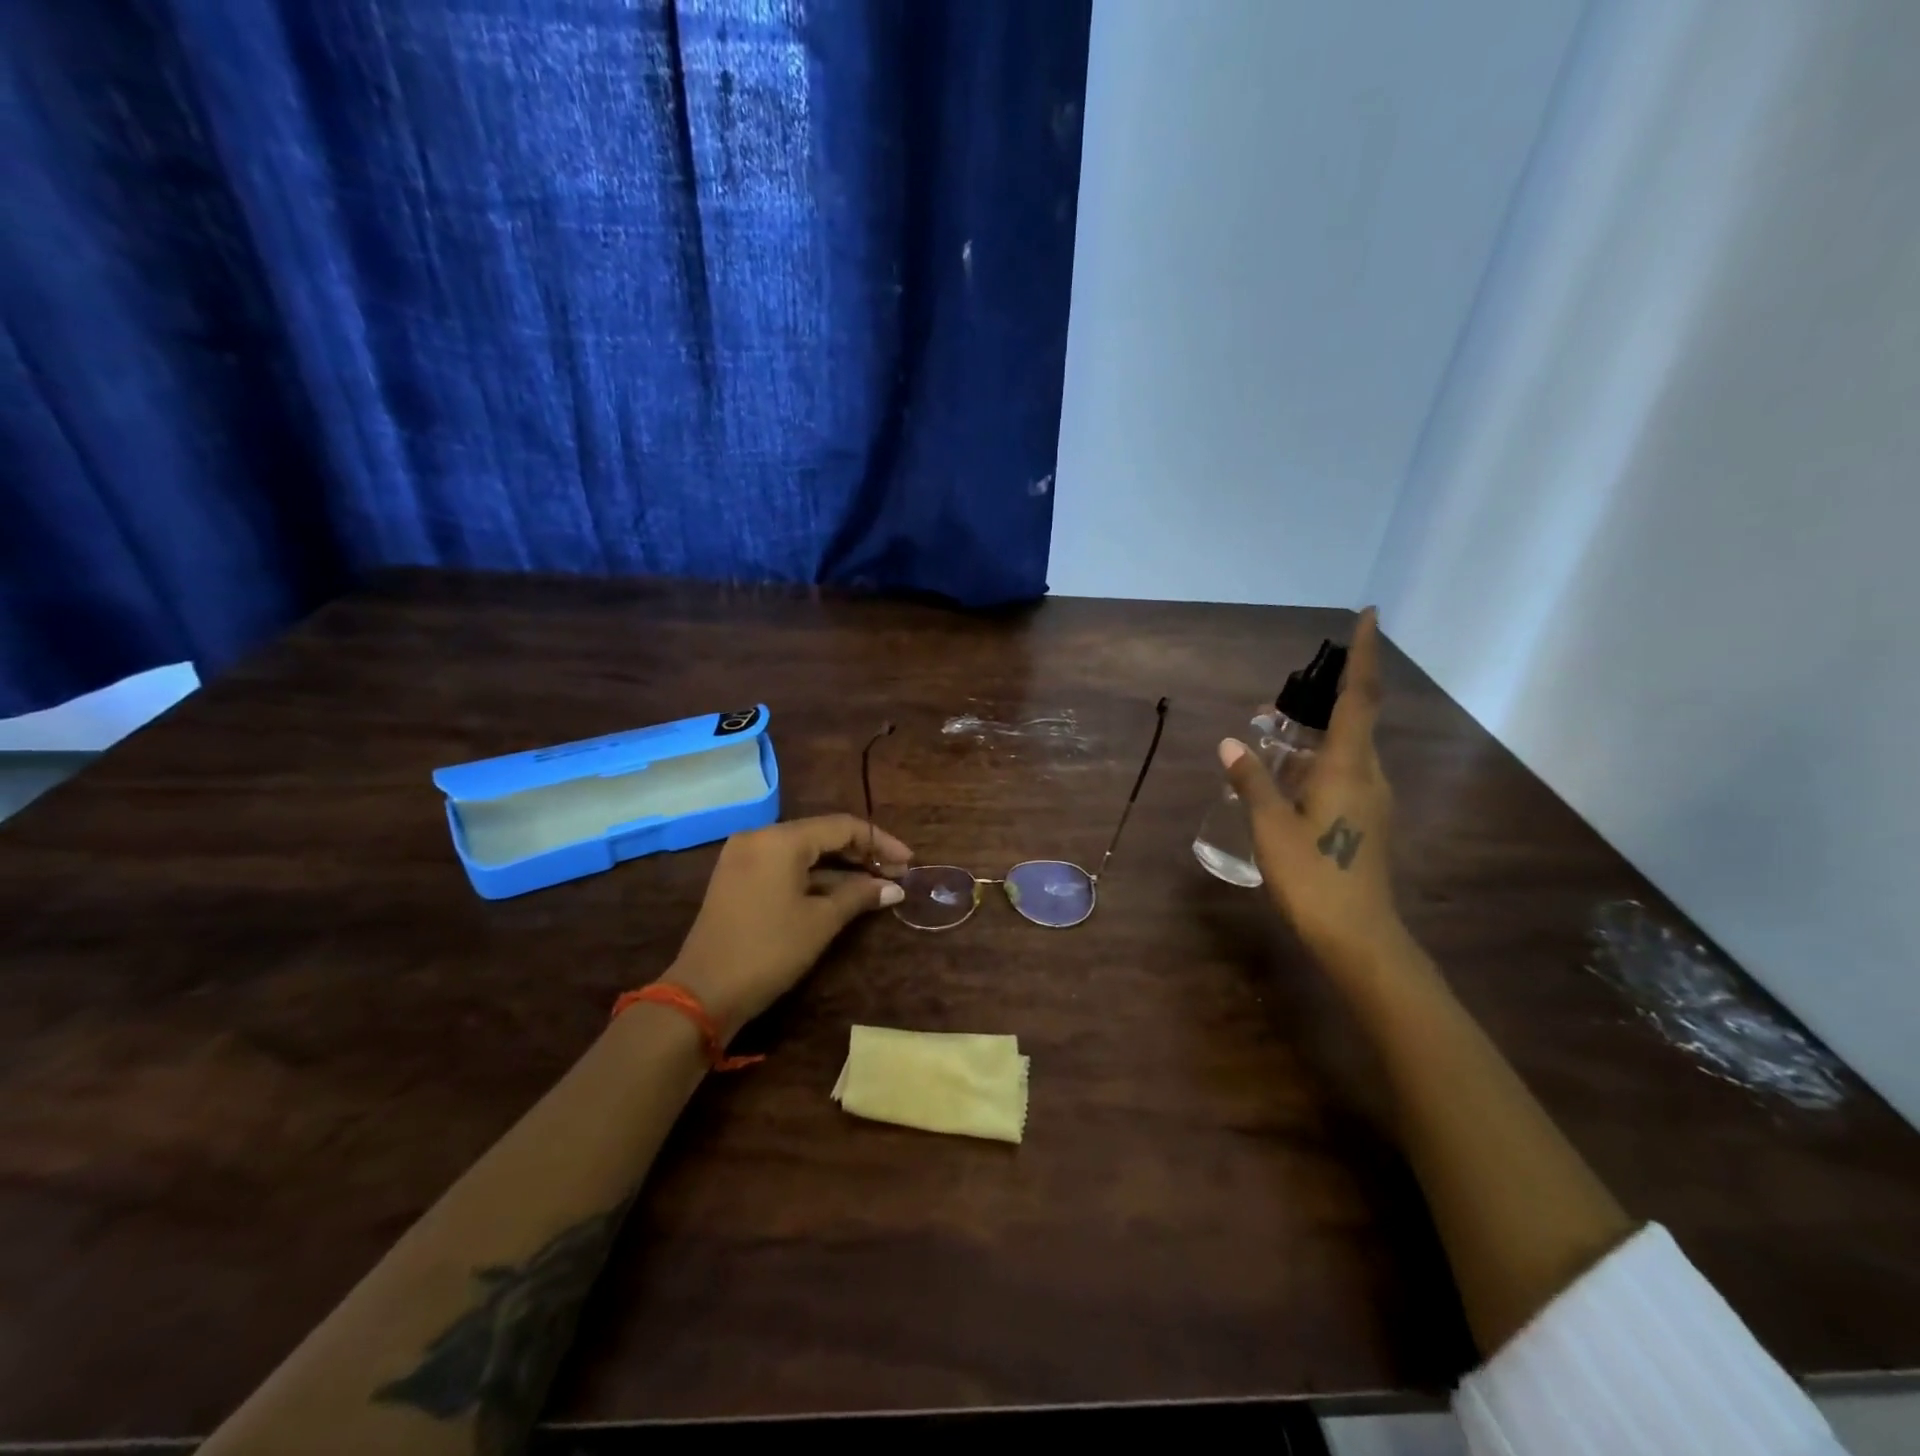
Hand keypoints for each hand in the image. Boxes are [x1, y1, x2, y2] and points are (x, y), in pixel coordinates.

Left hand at [665, 814, 912, 1040]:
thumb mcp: (821, 922)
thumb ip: (860, 895)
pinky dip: (814, 877)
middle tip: (896, 874)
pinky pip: (785, 866)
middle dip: (862, 853)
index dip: (880, 842)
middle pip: (822, 835)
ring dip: (840, 868)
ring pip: (804, 852)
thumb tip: (894, 888)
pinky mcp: (738, 879)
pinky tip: (841, 893)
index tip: (909, 862)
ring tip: (876, 886)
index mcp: (780, 839)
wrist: (702, 994)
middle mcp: (759, 837)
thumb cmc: (769, 951)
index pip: (842, 827)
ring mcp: (744, 857)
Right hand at [1221, 607, 1407, 970]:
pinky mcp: (1367, 821)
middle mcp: (1370, 775)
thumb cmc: (1314, 877)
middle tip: (1282, 698)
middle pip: (1354, 720)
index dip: (1364, 655)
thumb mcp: (1271, 827)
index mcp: (1350, 768)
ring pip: (1347, 750)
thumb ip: (1252, 781)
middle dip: (1325, 697)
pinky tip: (1286, 778)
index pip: (1361, 697)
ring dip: (1316, 733)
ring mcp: (1372, 800)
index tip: (1369, 615)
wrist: (1360, 937)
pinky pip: (1344, 773)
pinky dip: (1317, 761)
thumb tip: (1231, 744)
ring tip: (1273, 734)